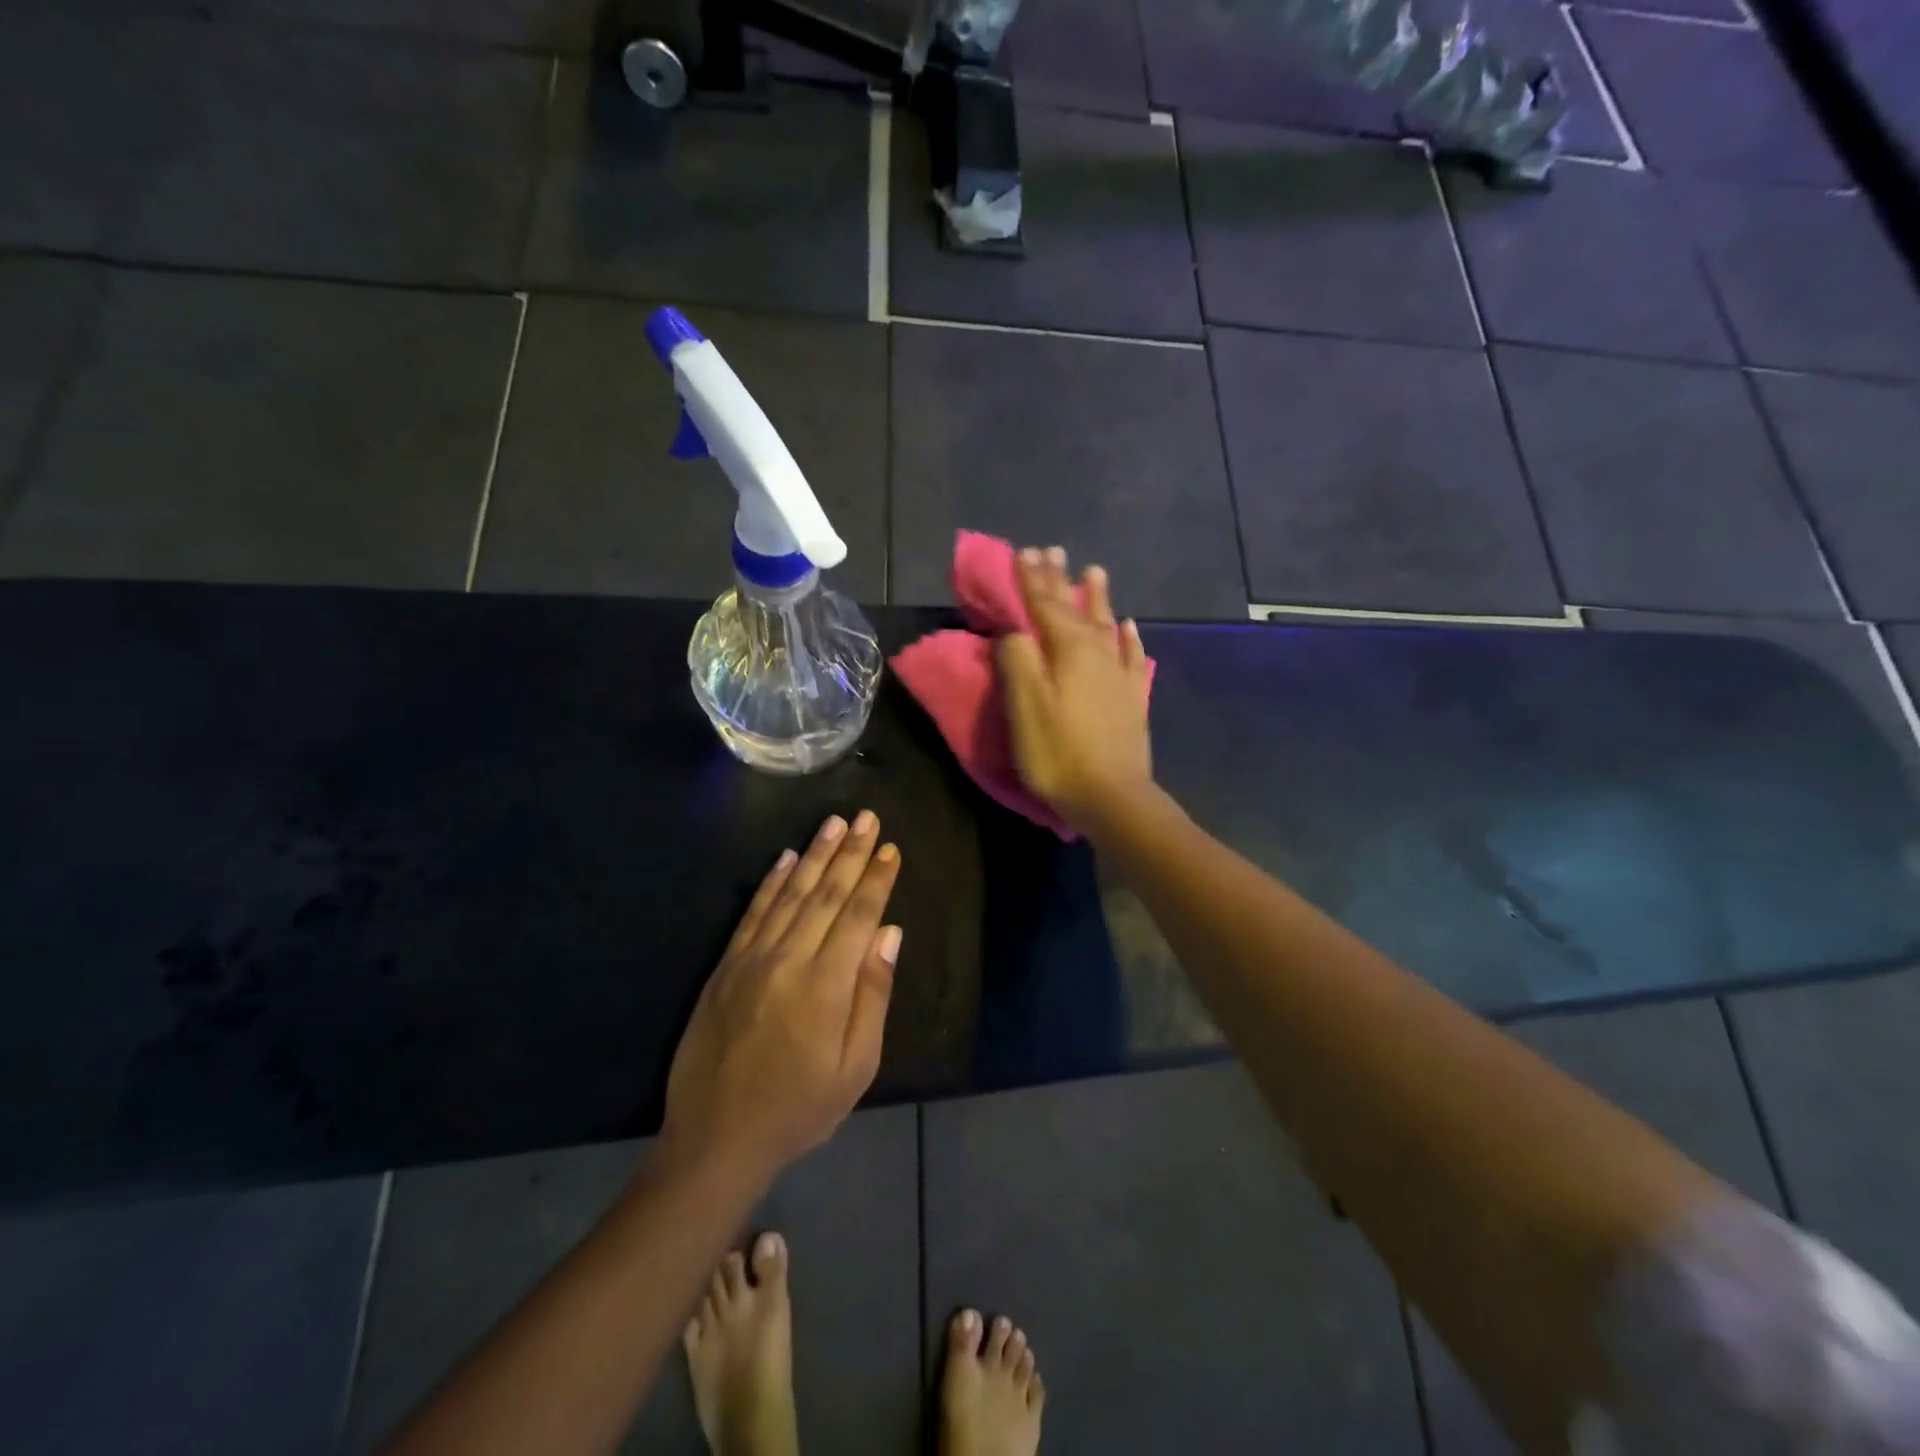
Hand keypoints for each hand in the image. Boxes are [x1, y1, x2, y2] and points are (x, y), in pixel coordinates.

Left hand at [663, 812, 901, 1181]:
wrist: (715, 1139)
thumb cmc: (799, 1109)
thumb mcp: (854, 1068)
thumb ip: (873, 995)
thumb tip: (890, 932)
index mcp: (826, 985)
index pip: (858, 915)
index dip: (876, 879)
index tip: (890, 848)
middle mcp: (789, 959)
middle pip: (826, 894)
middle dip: (851, 853)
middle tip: (868, 817)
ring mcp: (752, 959)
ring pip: (791, 893)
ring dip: (815, 855)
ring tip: (835, 823)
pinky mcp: (726, 966)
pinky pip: (753, 912)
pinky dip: (772, 882)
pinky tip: (786, 858)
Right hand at [996, 546, 1154, 831]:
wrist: (1113, 798)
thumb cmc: (1060, 753)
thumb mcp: (1025, 707)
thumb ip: (1017, 661)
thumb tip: (1016, 632)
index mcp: (1069, 651)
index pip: (1045, 605)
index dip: (1032, 580)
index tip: (1023, 552)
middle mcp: (1098, 653)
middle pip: (1076, 609)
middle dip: (1060, 581)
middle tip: (1052, 552)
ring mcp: (1120, 675)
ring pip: (1106, 625)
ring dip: (1097, 598)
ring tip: (1094, 572)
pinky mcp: (1132, 698)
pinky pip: (1132, 657)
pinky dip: (1129, 638)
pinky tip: (1129, 627)